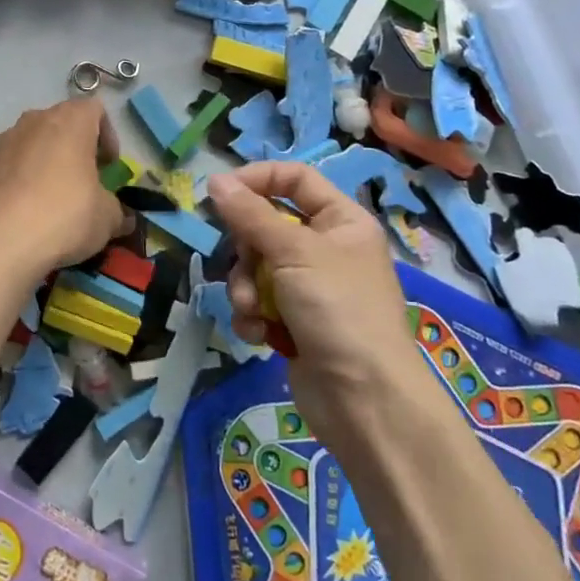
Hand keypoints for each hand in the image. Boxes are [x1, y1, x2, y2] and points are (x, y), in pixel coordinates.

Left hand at [0, 99, 132, 280]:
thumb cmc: (64, 217)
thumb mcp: (106, 218)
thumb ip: (117, 211)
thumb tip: (122, 218)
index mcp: (70, 121)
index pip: (94, 109)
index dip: (106, 135)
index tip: (108, 166)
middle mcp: (33, 120)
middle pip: (60, 124)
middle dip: (73, 148)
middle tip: (82, 181)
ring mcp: (1, 140)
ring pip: (30, 143)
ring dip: (42, 162)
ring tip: (48, 198)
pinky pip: (6, 164)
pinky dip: (16, 179)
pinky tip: (20, 210)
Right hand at [209, 162, 440, 457]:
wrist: (365, 401)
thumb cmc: (338, 309)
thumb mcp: (293, 252)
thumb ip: (250, 214)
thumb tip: (214, 179)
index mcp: (341, 221)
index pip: (295, 179)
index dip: (258, 179)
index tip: (222, 191)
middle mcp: (327, 249)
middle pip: (267, 226)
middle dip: (247, 250)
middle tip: (245, 265)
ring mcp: (310, 288)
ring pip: (255, 267)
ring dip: (245, 288)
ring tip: (253, 311)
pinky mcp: (295, 322)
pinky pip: (258, 302)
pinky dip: (252, 316)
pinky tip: (258, 334)